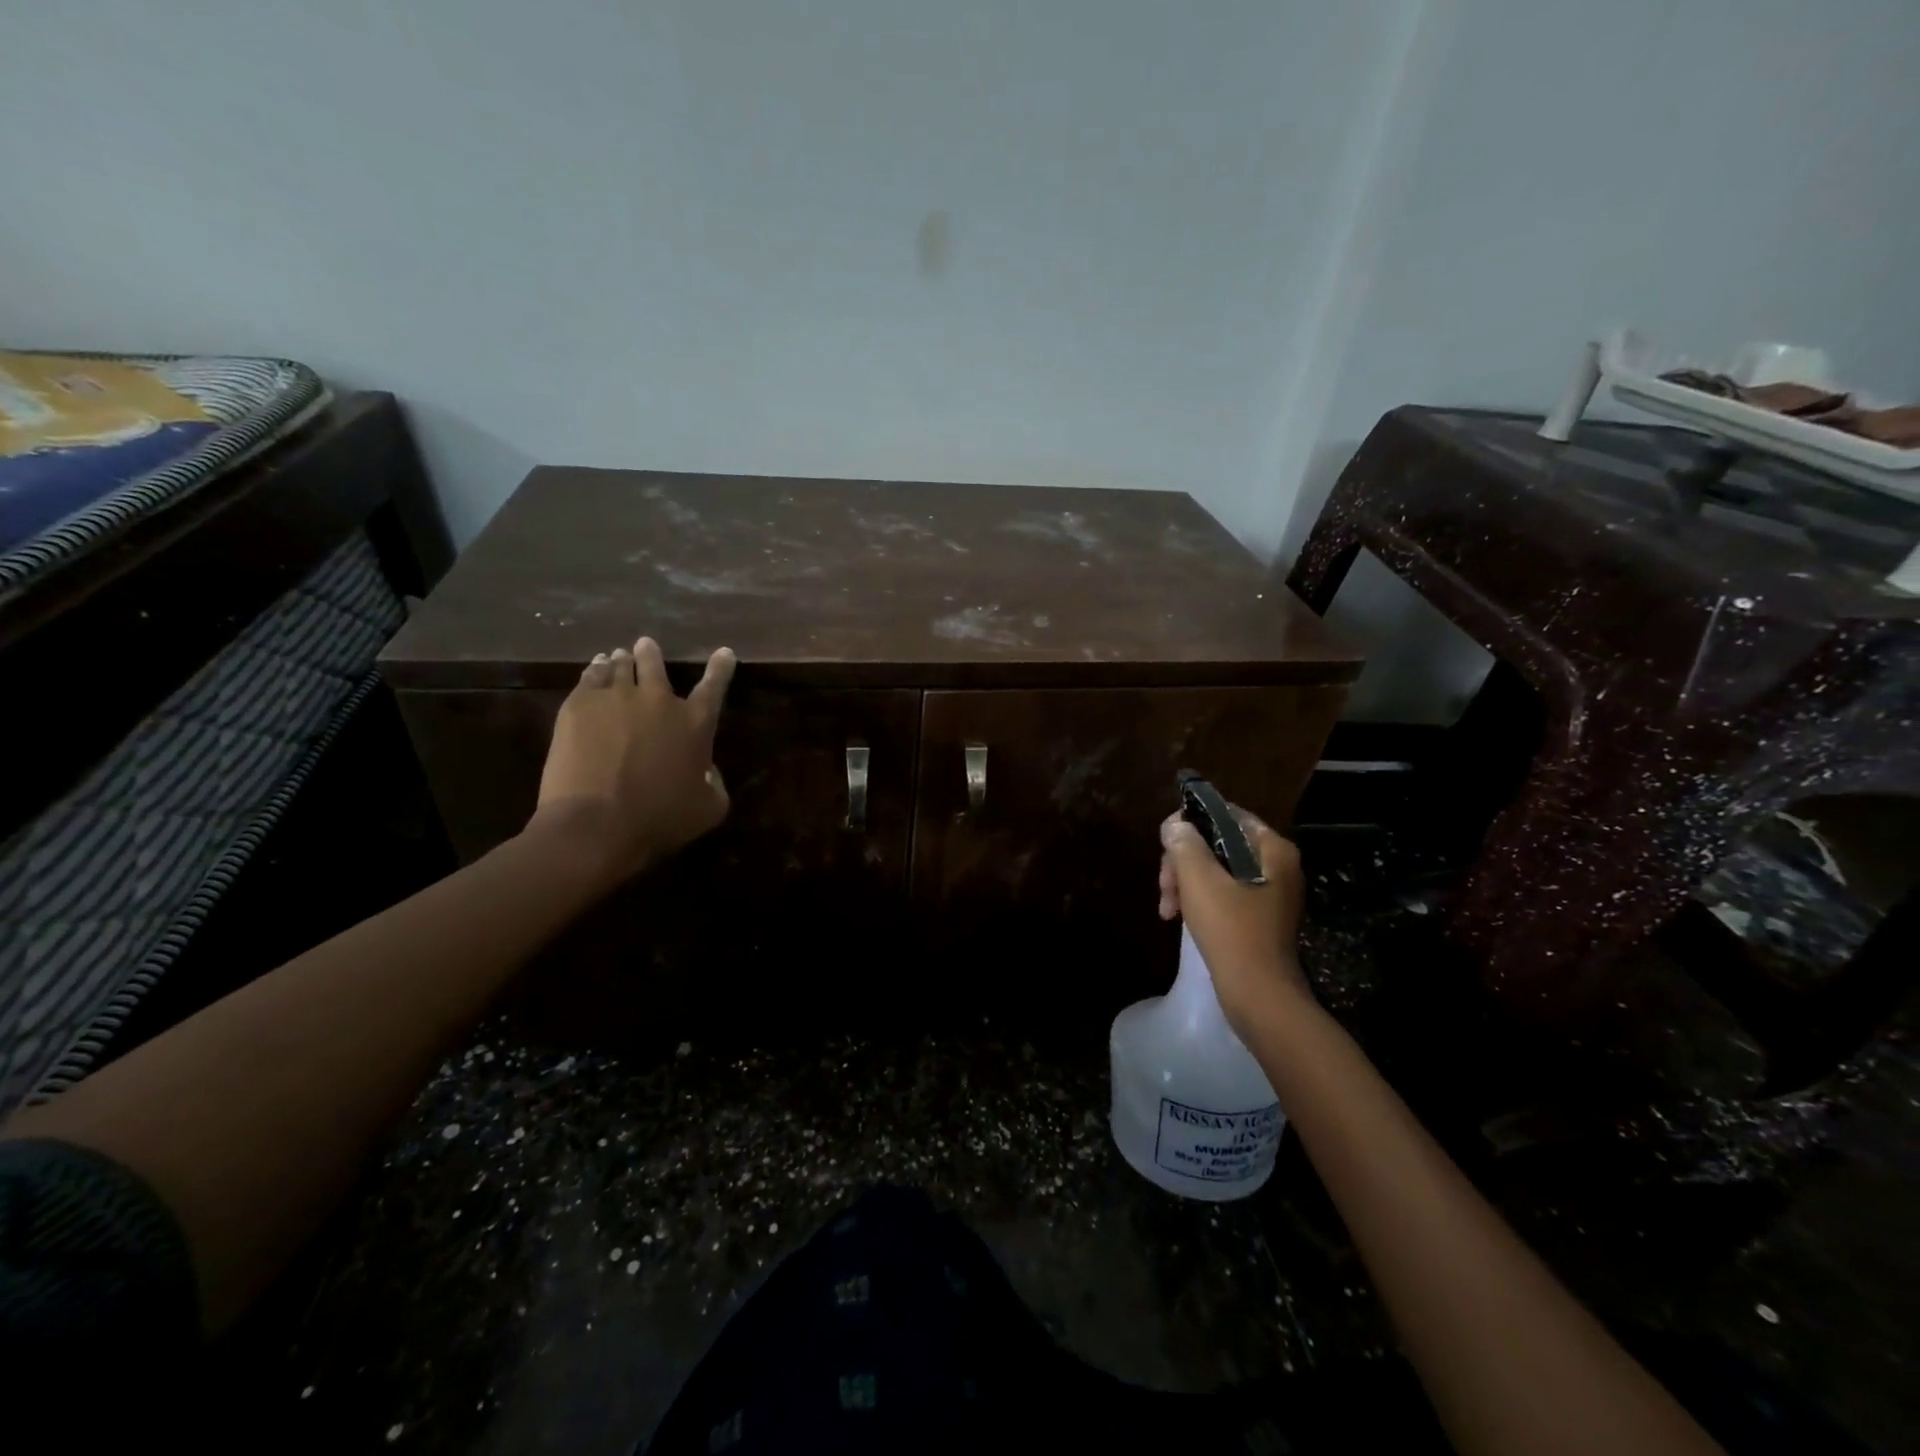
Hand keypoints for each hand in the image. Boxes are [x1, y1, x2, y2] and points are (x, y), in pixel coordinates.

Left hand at [531, 636, 735, 886]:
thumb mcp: (708, 809)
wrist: (596, 824)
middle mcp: (658, 701)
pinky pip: (590, 677)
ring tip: (617, 655)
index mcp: (695, 724)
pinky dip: (596, 669)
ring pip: (620, 666)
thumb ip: (715, 783)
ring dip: (623, 659)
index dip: (721, 669)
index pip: (714, 687)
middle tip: (646, 645)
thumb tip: (706, 770)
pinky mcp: (579, 705)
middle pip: (655, 665)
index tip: (724, 651)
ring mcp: (616, 698)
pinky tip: (595, 668)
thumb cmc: (659, 819)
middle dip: (651, 654)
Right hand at [1157, 804, 1311, 1037]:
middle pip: (1217, 844)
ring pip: (1215, 871)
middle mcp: (1276, 865)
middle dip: (1183, 861)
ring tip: (1166, 908)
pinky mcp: (1258, 918)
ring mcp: (1269, 893)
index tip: (1164, 841)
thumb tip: (1175, 825)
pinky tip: (1176, 917)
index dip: (1190, 822)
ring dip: (1184, 883)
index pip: (1226, 814)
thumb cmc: (1231, 930)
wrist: (1259, 995)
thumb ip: (1184, 843)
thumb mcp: (1199, 879)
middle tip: (1164, 885)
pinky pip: (1222, 894)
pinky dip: (1198, 900)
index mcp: (1272, 848)